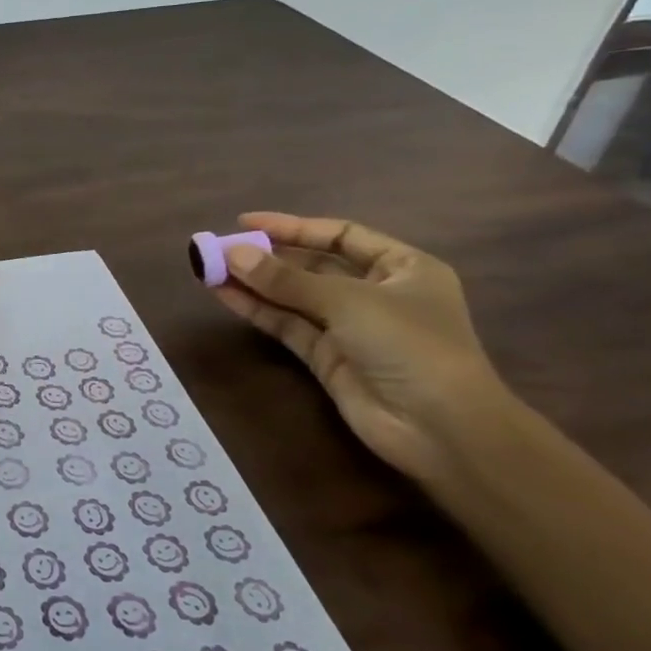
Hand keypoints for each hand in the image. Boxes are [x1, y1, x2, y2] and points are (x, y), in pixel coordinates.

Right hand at [209, 213, 511, 488]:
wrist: (440, 428)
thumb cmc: (410, 345)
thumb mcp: (348, 301)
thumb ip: (286, 278)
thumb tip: (232, 253)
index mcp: (402, 267)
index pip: (340, 235)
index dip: (293, 227)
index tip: (245, 222)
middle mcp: (376, 293)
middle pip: (313, 265)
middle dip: (267, 256)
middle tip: (220, 247)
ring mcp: (349, 327)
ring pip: (293, 296)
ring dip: (254, 282)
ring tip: (210, 267)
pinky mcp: (327, 357)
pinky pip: (286, 325)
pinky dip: (256, 309)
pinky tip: (224, 293)